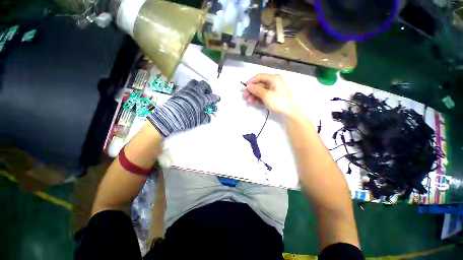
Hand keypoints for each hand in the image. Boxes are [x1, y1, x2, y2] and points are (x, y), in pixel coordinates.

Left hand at [147, 80, 219, 136]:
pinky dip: (192, 89)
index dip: (216, 98)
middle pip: (204, 85)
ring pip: (195, 83)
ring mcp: (187, 91)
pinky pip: (188, 86)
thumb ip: (206, 117)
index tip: (218, 98)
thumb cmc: (186, 119)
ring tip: (200, 93)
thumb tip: (211, 116)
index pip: (211, 97)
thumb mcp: (198, 121)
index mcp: (201, 100)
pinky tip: (191, 95)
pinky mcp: (180, 91)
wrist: (169, 118)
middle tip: (208, 94)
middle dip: (208, 88)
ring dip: (199, 86)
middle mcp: (195, 93)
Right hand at [244, 73, 298, 116]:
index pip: (259, 76)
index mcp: (273, 78)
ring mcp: (273, 90)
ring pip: (260, 91)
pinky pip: (263, 96)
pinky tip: (254, 103)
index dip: (251, 81)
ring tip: (249, 102)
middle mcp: (273, 82)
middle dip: (251, 91)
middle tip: (245, 97)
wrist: (288, 113)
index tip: (245, 88)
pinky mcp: (273, 97)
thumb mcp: (266, 95)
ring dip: (254, 96)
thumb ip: (256, 89)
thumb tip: (248, 86)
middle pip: (259, 84)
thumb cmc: (278, 102)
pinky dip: (258, 99)